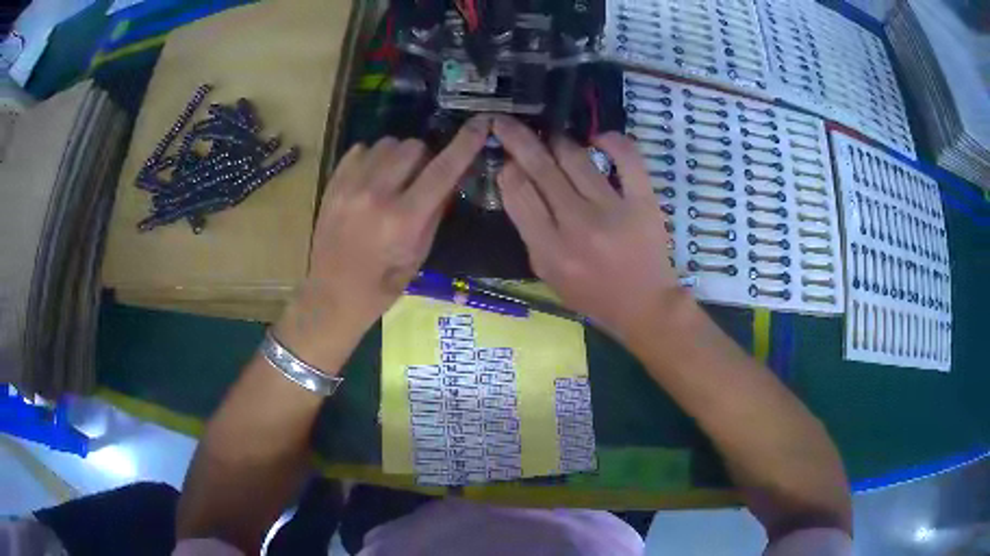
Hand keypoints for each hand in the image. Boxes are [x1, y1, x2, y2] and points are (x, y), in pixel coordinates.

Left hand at [275, 116, 489, 368]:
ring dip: (398, 156)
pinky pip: (361, 149)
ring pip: (387, 143)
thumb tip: (451, 178)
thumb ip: (435, 212)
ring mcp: (350, 186)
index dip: (466, 144)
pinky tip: (371, 180)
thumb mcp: (419, 255)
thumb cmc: (383, 285)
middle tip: (421, 178)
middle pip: (413, 147)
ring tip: (394, 178)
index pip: (443, 170)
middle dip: (425, 157)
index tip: (481, 124)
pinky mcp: (333, 184)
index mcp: (404, 219)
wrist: (332, 295)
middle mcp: (376, 195)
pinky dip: (373, 158)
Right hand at [493, 115, 681, 338]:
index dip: (508, 168)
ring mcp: (613, 211)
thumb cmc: (591, 294)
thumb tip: (517, 181)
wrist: (644, 305)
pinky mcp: (643, 201)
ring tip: (552, 137)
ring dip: (558, 140)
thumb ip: (530, 231)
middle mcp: (577, 226)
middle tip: (507, 121)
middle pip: (541, 168)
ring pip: (576, 157)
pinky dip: (610, 140)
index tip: (507, 159)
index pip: (518, 193)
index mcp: (549, 250)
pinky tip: (598, 139)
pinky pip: (626, 158)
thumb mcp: (547, 273)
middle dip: (518, 138)